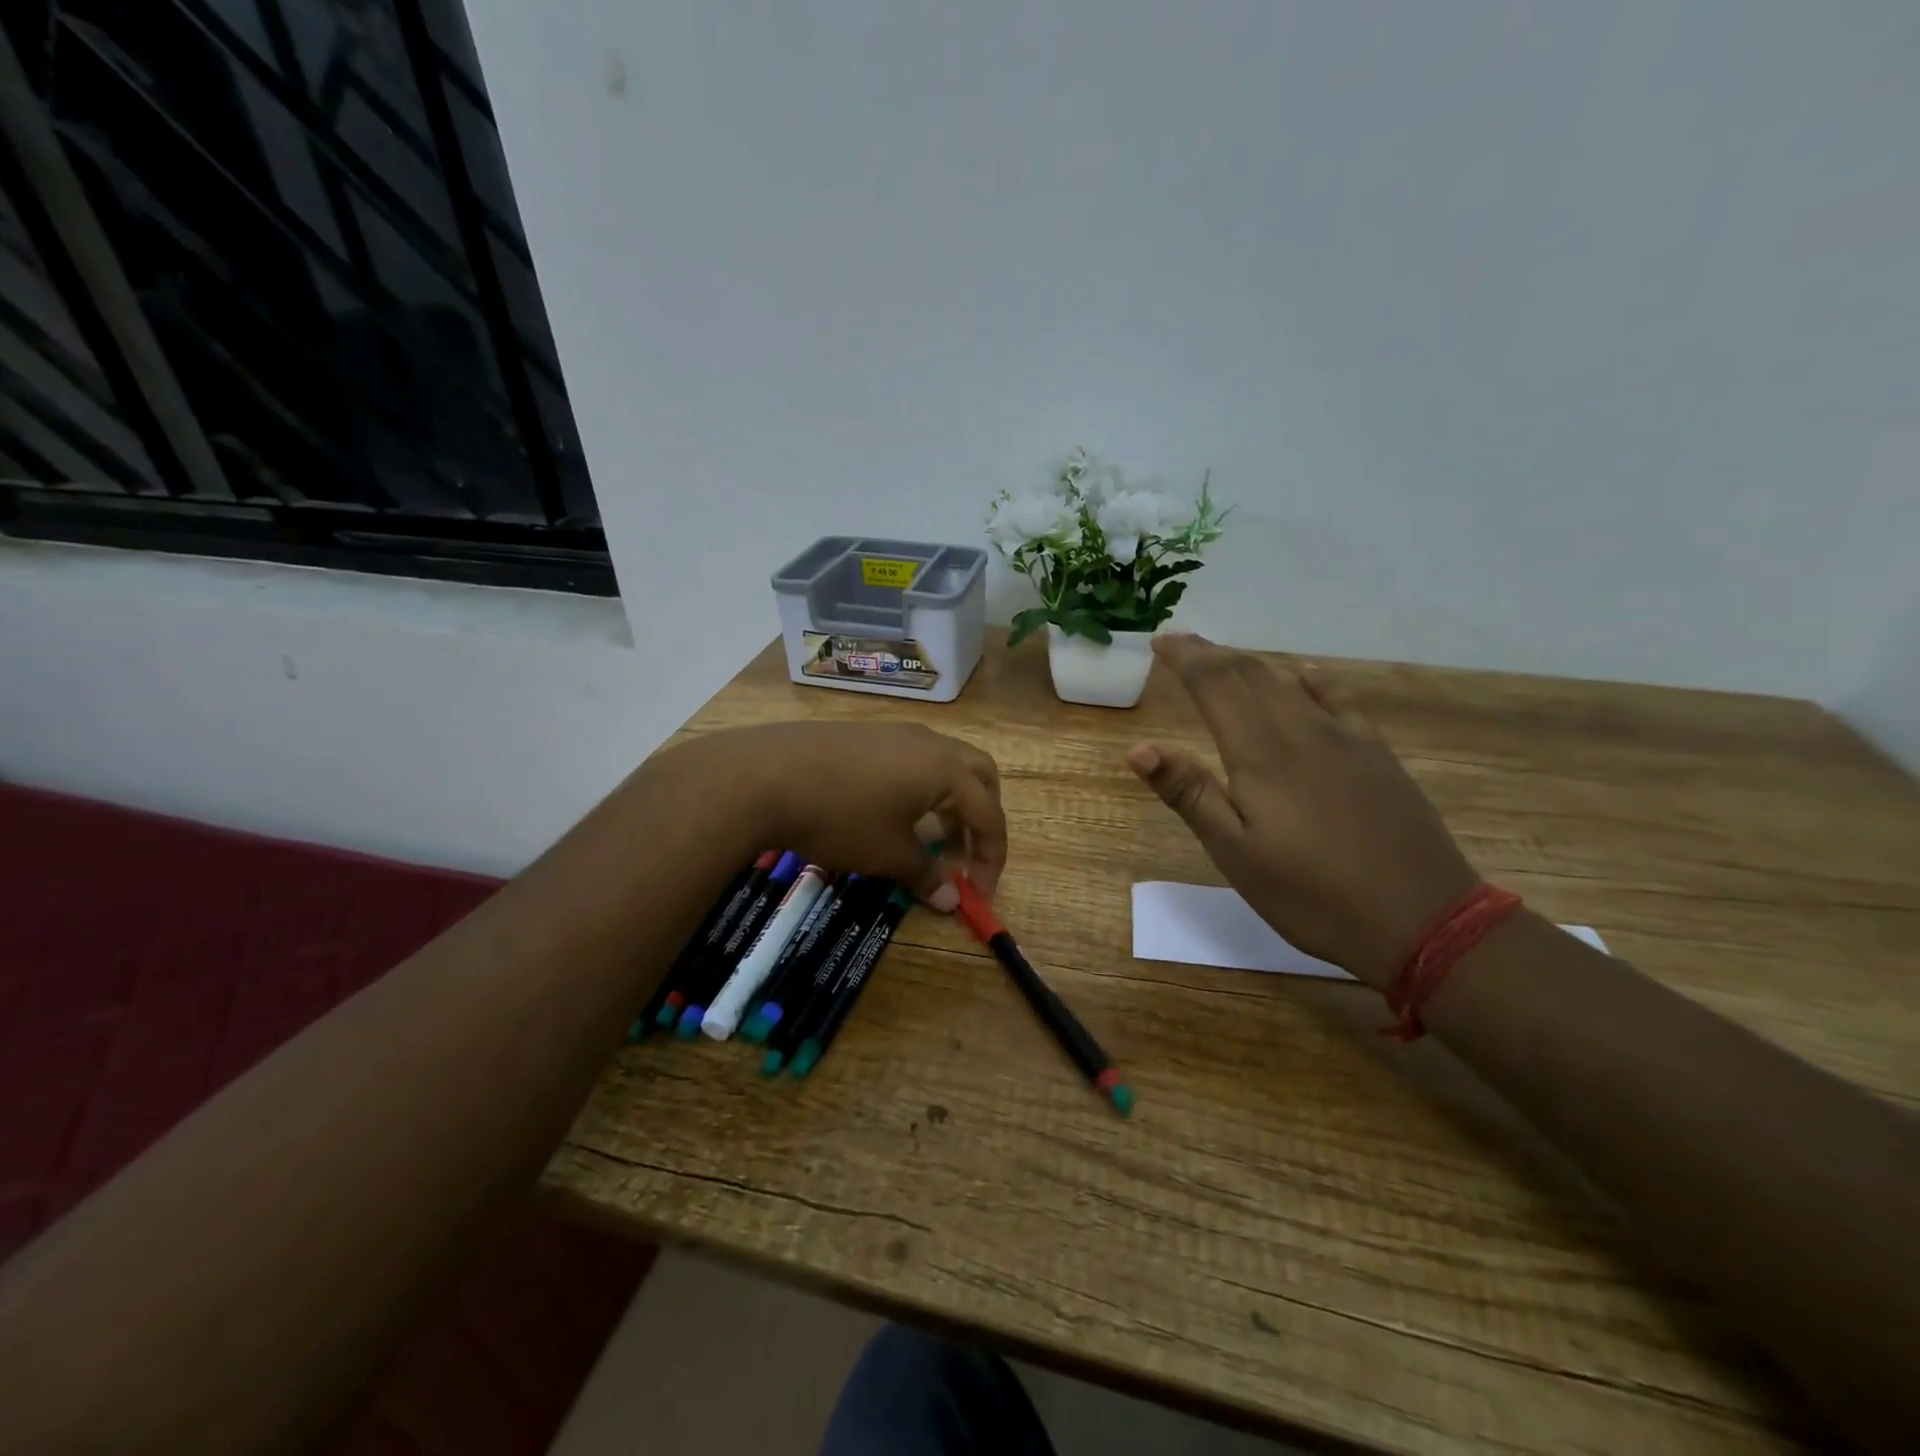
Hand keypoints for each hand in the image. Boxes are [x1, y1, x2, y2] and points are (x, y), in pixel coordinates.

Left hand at [667, 721, 1006, 909]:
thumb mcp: (887, 854)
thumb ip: (925, 875)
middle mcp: (931, 743)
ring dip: (951, 800)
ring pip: (945, 763)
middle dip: (982, 816)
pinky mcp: (867, 733)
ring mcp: (897, 732)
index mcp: (947, 770)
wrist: (766, 774)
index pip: (990, 815)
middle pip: (979, 774)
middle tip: (967, 852)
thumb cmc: (840, 817)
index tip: (980, 893)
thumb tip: (952, 900)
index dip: (992, 857)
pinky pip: (914, 758)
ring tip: (929, 836)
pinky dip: (922, 786)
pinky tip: (891, 810)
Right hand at [1128, 634, 1478, 989]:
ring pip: (1289, 682)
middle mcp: (1301, 731)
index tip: (1160, 640)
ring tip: (1225, 659)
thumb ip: (1190, 795)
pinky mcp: (1377, 754)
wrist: (1423, 920)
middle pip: (1250, 675)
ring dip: (1251, 664)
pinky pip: (1340, 699)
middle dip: (1212, 654)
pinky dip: (1313, 679)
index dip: (1186, 658)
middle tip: (1181, 643)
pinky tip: (1306, 673)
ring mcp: (1346, 738)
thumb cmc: (1312, 895)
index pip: (1215, 685)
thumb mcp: (1236, 854)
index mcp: (1260, 754)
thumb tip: (1140, 748)